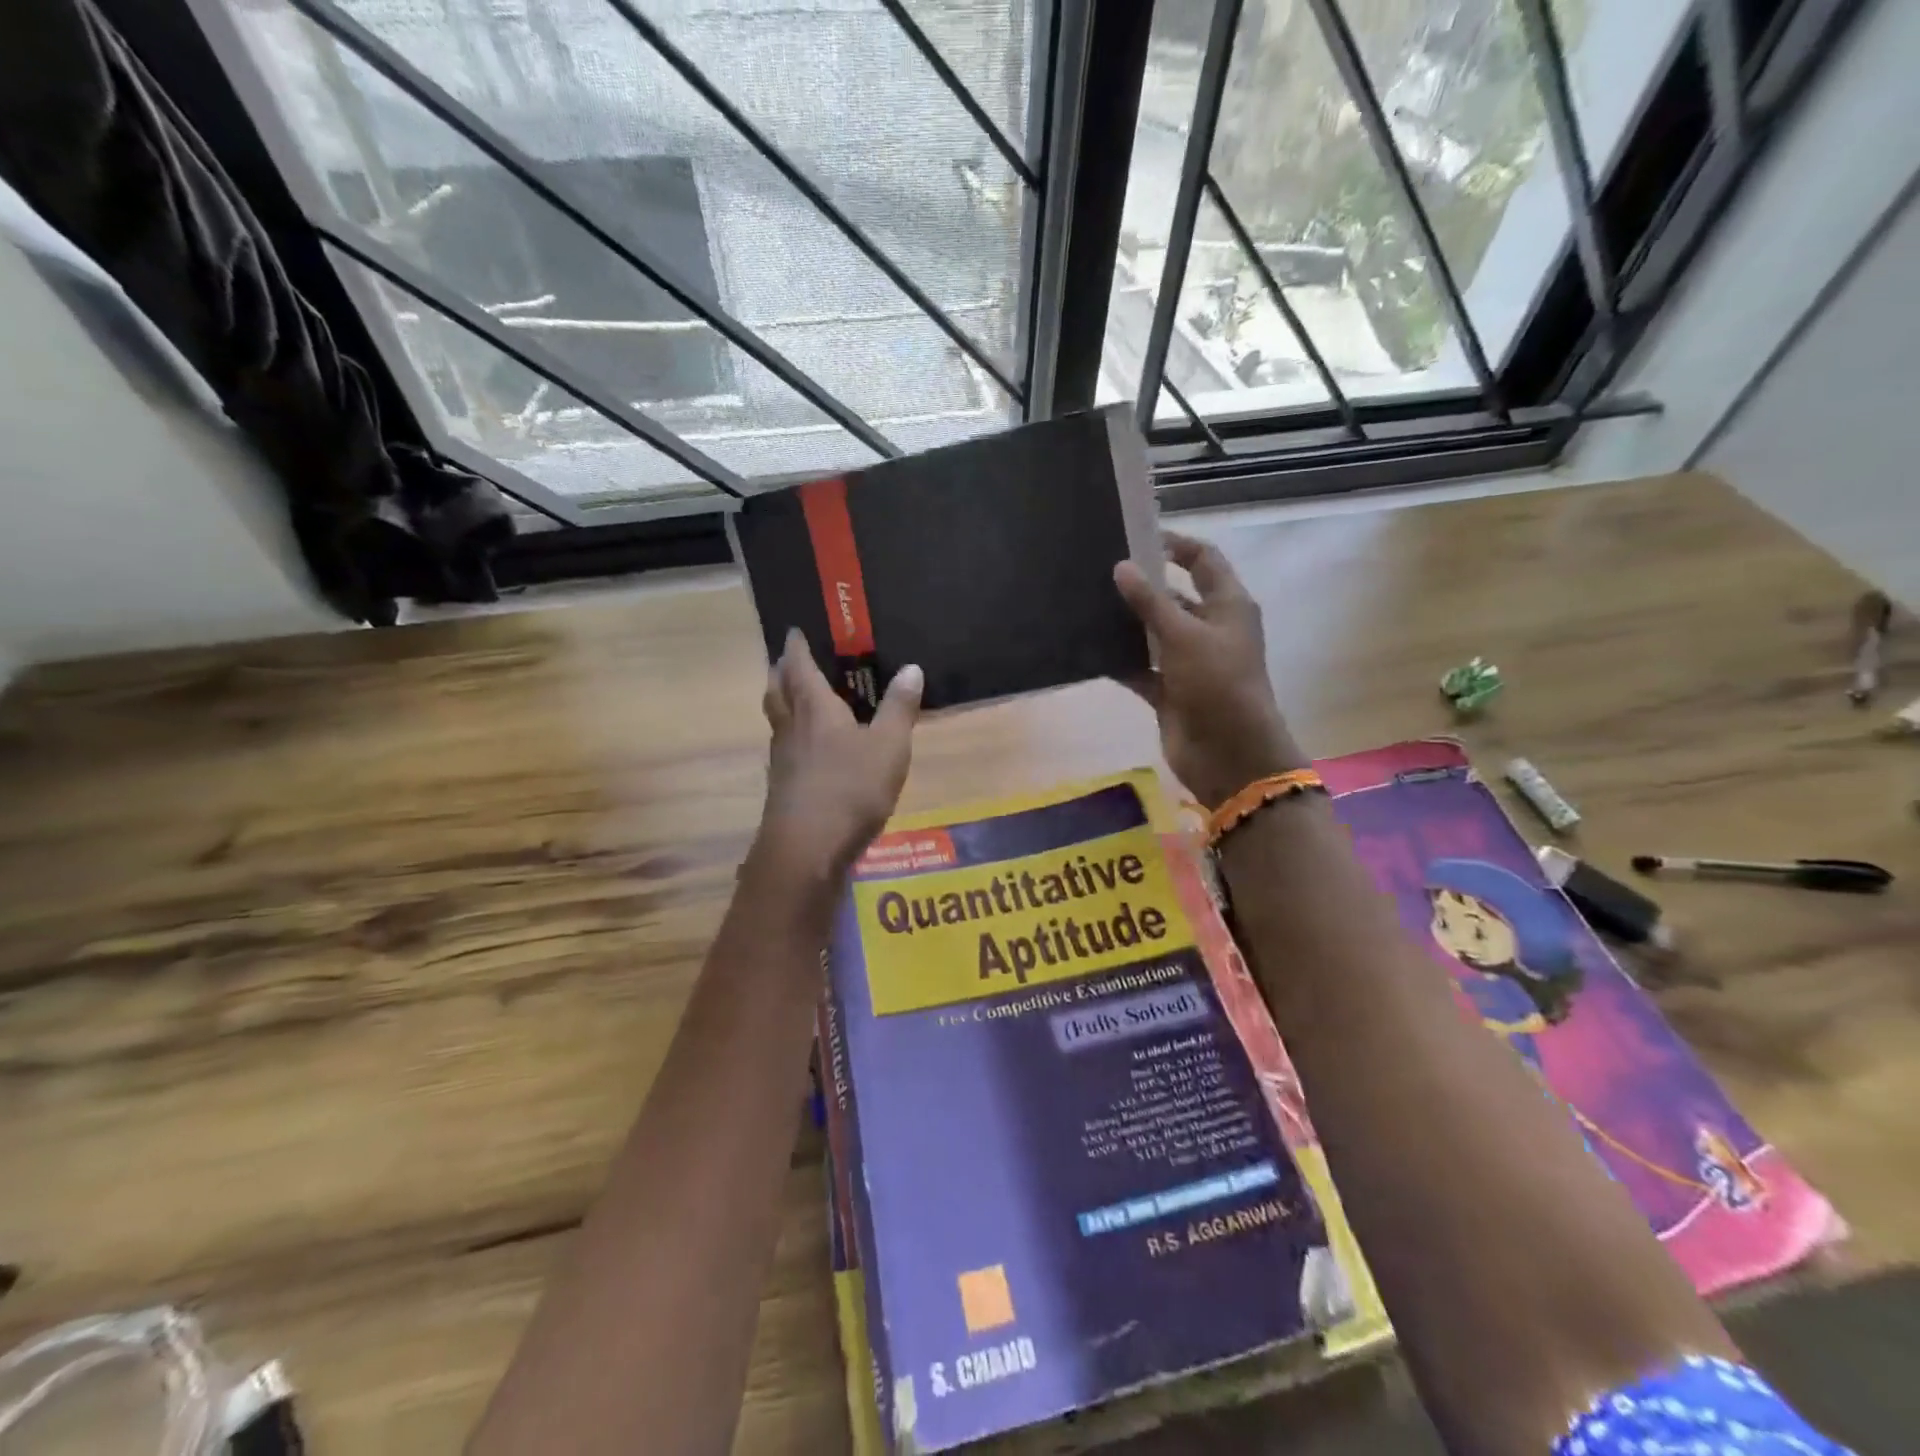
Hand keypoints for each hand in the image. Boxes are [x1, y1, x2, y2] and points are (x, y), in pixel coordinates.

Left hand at [751, 629, 922, 893]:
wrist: (807, 849)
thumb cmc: (850, 789)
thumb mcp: (888, 747)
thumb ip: (900, 708)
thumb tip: (912, 668)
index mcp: (815, 708)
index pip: (799, 666)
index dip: (797, 646)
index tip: (795, 631)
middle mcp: (791, 727)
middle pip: (777, 690)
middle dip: (782, 671)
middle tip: (790, 660)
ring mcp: (783, 759)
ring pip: (777, 719)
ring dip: (782, 702)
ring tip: (798, 698)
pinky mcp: (783, 786)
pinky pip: (785, 746)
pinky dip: (792, 734)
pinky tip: (810, 749)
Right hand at [1114, 532, 1304, 806]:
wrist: (1229, 754)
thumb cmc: (1217, 683)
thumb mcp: (1183, 635)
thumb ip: (1151, 601)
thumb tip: (1122, 566)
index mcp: (1228, 606)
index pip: (1204, 561)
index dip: (1176, 545)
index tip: (1136, 536)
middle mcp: (1210, 629)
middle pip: (1175, 597)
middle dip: (1142, 585)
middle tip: (1100, 571)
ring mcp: (1189, 662)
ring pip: (1154, 634)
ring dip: (1127, 623)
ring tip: (1087, 604)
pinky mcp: (1170, 691)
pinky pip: (1141, 668)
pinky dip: (1121, 661)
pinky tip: (1089, 649)